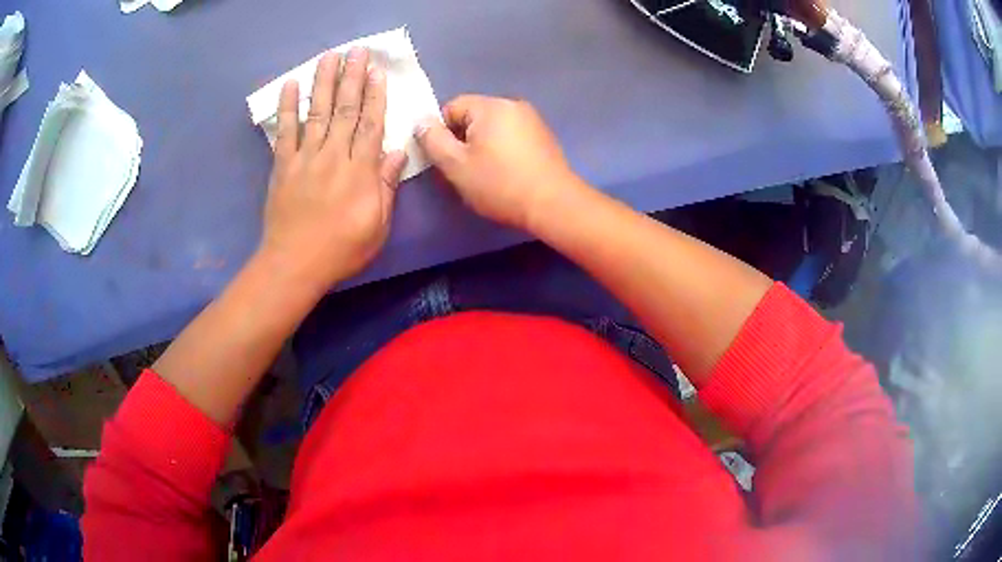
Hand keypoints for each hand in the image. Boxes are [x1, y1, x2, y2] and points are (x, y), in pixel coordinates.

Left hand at [259, 47, 407, 291]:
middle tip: (356, 51)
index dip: (375, 95)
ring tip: (329, 57)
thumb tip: (395, 153)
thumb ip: (385, 187)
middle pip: (345, 109)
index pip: (371, 124)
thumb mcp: (377, 225)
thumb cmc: (342, 249)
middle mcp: (334, 156)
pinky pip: (285, 131)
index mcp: (360, 171)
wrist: (295, 264)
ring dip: (324, 82)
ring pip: (318, 112)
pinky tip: (291, 85)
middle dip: (352, 77)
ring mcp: (305, 158)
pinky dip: (288, 107)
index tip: (377, 71)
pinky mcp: (283, 165)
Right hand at [415, 95, 578, 230]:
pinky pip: (510, 136)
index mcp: (490, 106)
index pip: (451, 107)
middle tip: (462, 172)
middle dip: (461, 141)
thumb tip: (421, 121)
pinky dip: (501, 151)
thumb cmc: (500, 184)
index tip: (446, 160)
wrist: (553, 204)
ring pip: (491, 128)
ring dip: (481, 147)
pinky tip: (505, 174)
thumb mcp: (456, 165)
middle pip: (472, 117)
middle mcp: (513, 105)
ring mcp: (532, 120)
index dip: (441, 133)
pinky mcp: (543, 137)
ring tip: (484, 176)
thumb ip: (432, 140)